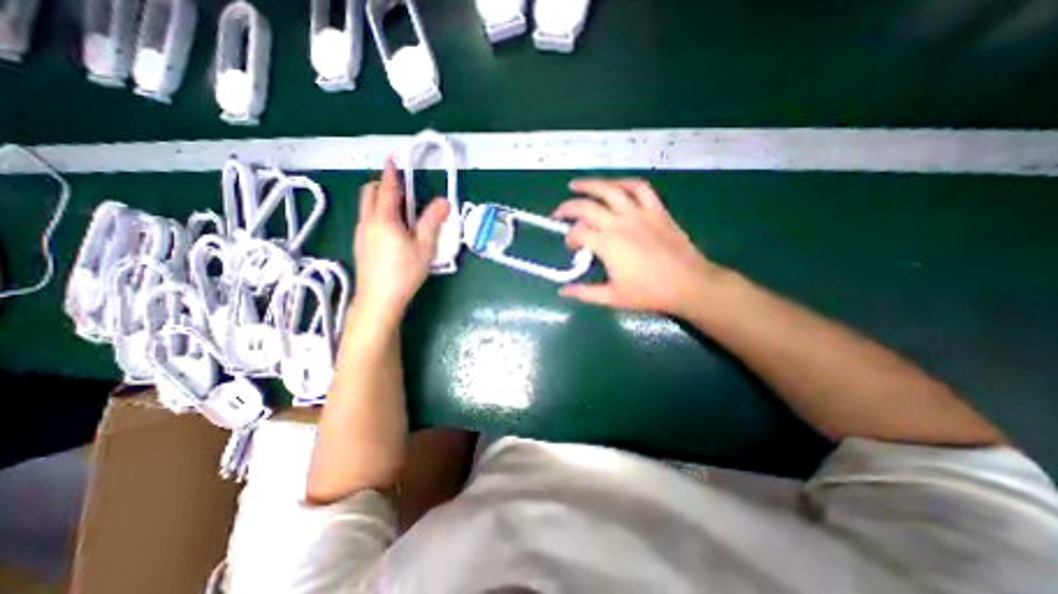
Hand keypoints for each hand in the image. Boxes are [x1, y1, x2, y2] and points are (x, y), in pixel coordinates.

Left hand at [353, 159, 446, 321]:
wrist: (379, 299)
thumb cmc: (404, 272)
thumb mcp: (424, 247)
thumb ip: (431, 222)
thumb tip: (442, 201)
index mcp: (384, 219)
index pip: (386, 189)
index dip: (390, 173)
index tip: (392, 159)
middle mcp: (367, 222)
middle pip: (369, 194)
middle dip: (382, 185)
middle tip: (402, 190)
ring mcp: (360, 234)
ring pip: (366, 208)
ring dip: (380, 201)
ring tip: (401, 212)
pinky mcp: (359, 246)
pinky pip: (367, 221)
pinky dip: (378, 215)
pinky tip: (392, 232)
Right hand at [554, 177, 729, 314]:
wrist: (688, 284)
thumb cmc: (649, 292)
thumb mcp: (612, 297)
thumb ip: (585, 293)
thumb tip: (562, 291)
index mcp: (607, 244)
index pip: (578, 232)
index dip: (569, 238)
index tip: (571, 247)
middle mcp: (619, 223)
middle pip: (587, 207)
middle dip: (567, 208)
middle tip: (558, 213)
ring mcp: (639, 213)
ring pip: (610, 190)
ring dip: (590, 185)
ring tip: (576, 185)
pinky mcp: (656, 210)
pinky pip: (640, 188)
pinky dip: (624, 182)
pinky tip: (615, 184)